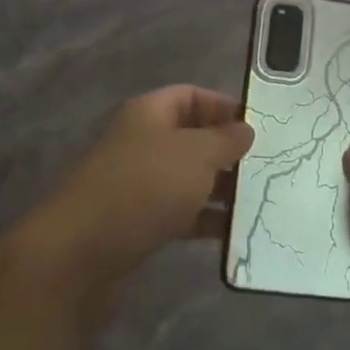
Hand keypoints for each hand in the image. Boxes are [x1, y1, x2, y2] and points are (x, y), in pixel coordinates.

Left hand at [14, 85, 253, 314]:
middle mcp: (143, 143)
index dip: (224, 106)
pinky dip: (205, 220)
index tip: (260, 126)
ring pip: (189, 178)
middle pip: (193, 138)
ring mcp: (139, 184)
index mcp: (150, 114)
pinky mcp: (138, 222)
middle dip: (229, 152)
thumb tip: (246, 129)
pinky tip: (234, 232)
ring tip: (260, 200)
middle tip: (269, 166)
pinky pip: (180, 213)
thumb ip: (226, 139)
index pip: (192, 96)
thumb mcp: (195, 155)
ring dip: (221, 189)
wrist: (80, 253)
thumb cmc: (144, 187)